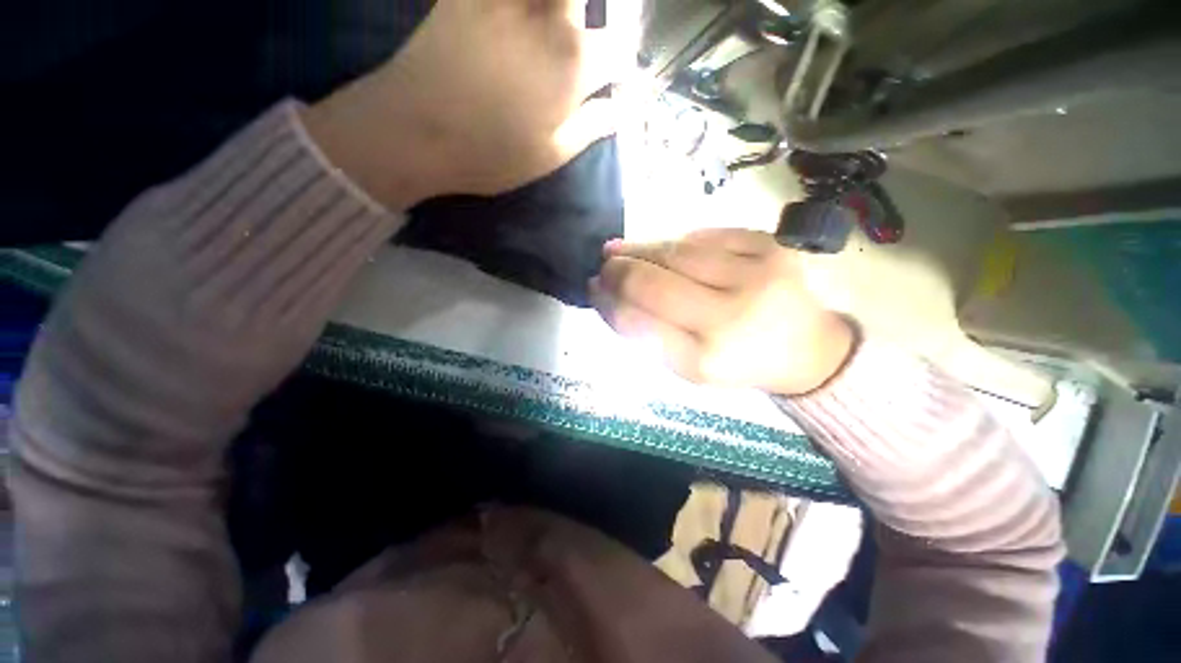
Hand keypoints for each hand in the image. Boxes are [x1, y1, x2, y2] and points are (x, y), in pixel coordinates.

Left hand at [302, 0, 626, 209]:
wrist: (416, 131)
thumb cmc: (490, 155)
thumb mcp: (549, 155)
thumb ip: (591, 127)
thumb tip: (624, 111)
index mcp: (572, 67)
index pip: (618, 49)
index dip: (623, 62)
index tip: (616, 78)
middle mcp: (548, 21)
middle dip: (593, 17)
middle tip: (584, 41)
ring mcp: (506, 1)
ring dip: (561, 6)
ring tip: (554, 24)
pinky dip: (518, 0)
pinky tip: (522, 11)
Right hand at [590, 229, 855, 395]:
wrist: (808, 347)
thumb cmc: (739, 362)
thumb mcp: (687, 365)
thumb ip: (646, 333)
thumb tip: (607, 293)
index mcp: (706, 359)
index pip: (637, 322)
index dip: (608, 301)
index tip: (593, 287)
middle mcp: (731, 317)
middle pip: (653, 282)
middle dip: (618, 270)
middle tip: (604, 265)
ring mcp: (756, 274)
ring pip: (675, 252)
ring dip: (641, 250)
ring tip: (623, 252)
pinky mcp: (771, 245)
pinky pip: (705, 236)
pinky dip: (677, 242)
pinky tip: (666, 250)